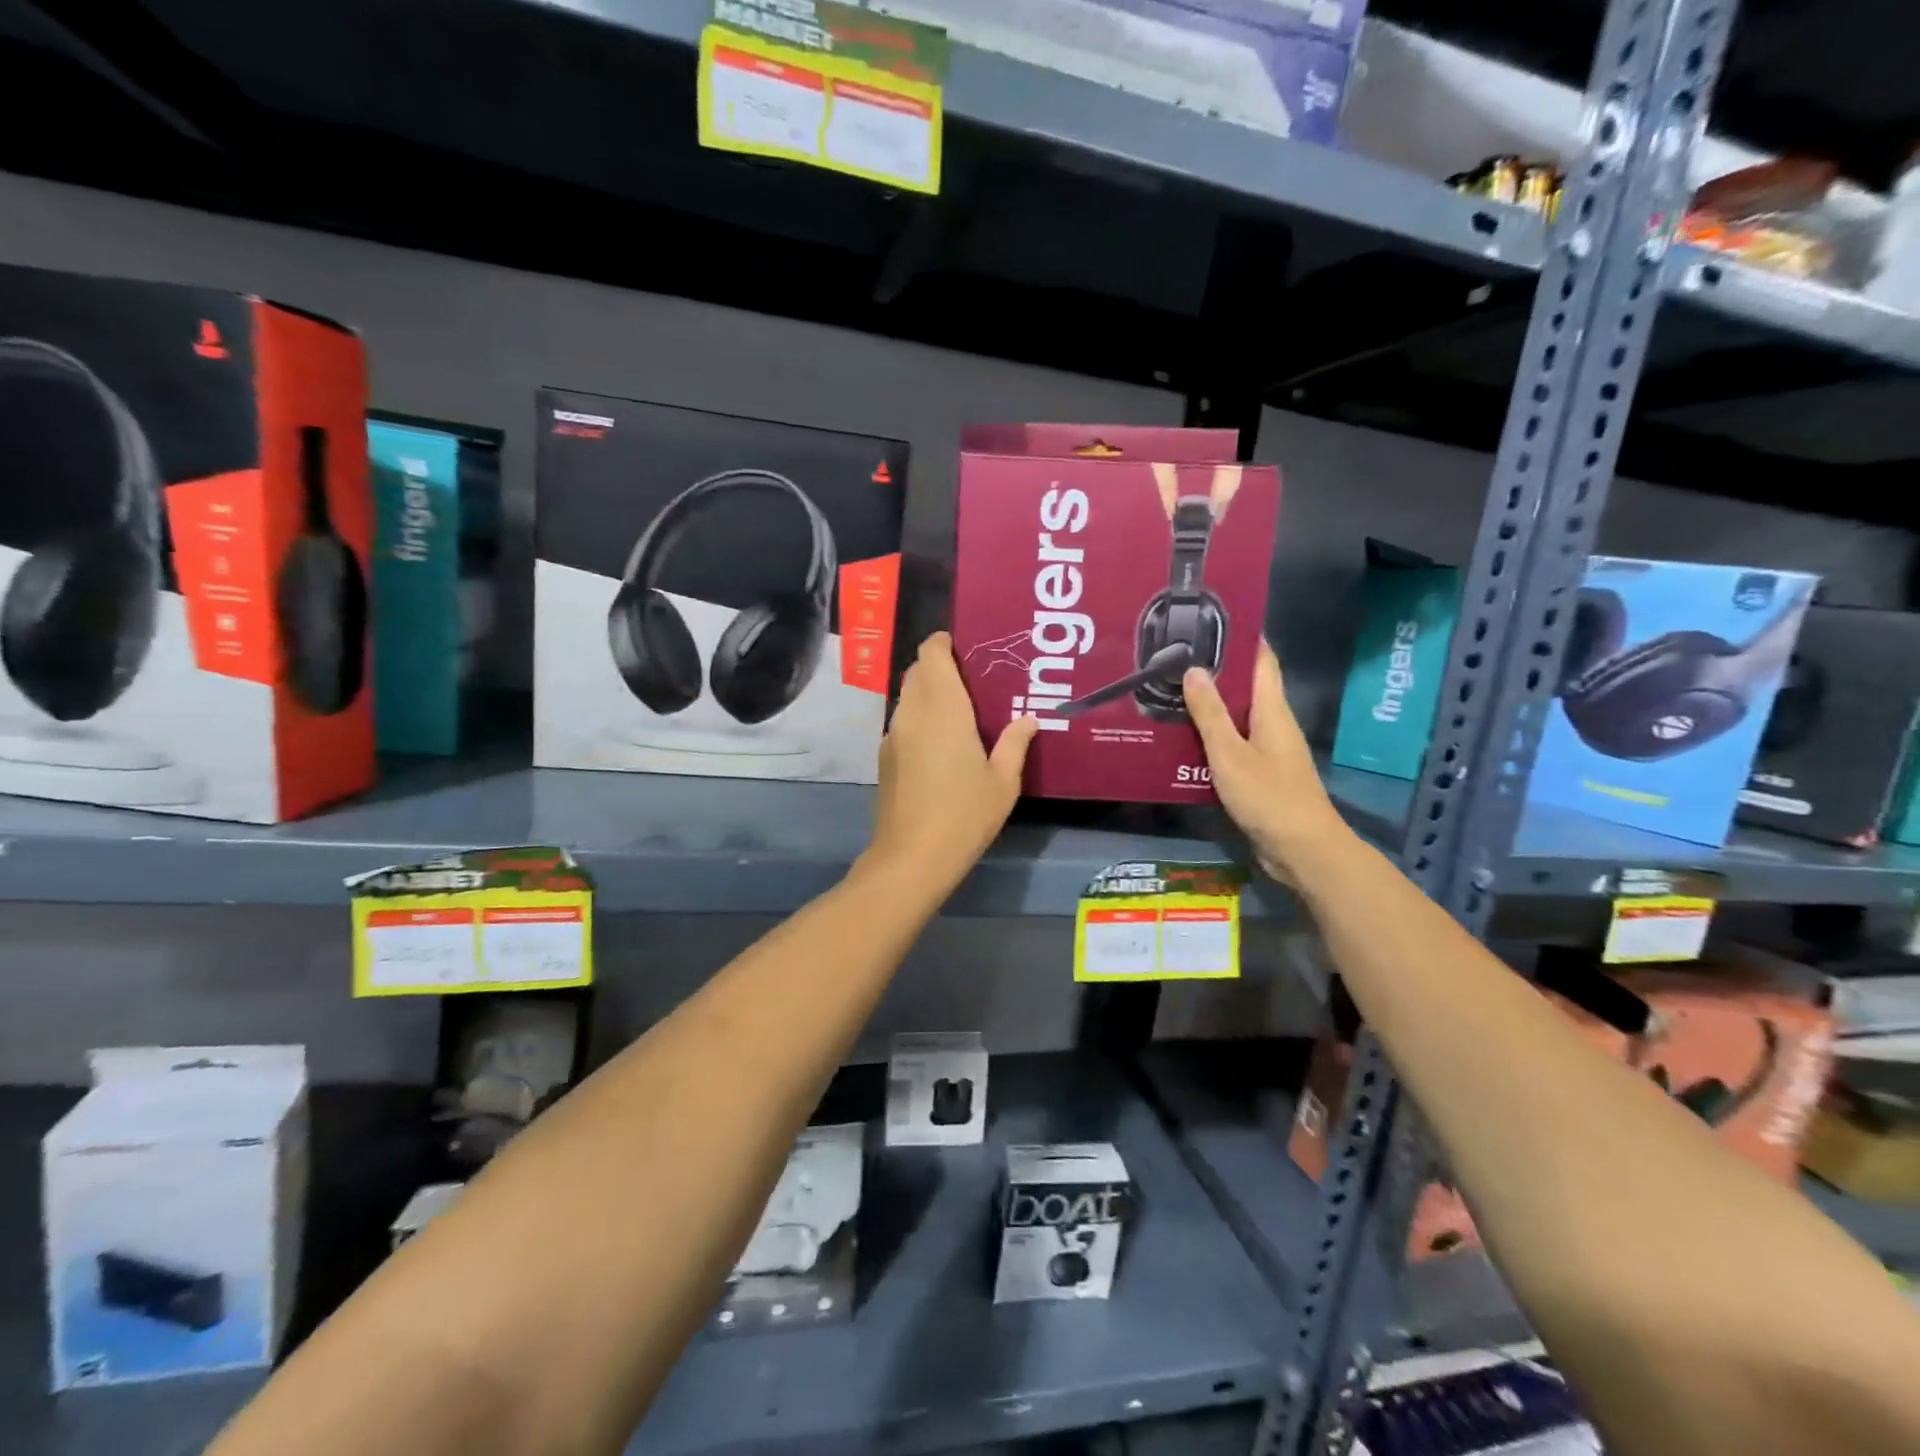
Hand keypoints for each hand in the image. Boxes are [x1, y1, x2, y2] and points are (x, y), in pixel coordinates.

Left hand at [865, 632, 1037, 890]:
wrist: (912, 857)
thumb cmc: (964, 815)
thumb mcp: (1003, 783)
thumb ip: (1015, 744)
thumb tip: (1028, 719)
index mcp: (943, 709)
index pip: (931, 654)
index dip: (944, 643)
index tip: (966, 648)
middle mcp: (912, 713)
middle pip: (918, 671)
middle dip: (940, 666)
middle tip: (973, 679)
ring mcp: (893, 735)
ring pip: (908, 696)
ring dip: (929, 692)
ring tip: (960, 709)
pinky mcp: (885, 757)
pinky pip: (903, 721)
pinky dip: (920, 717)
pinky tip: (941, 742)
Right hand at [1183, 643, 1351, 883]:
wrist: (1301, 850)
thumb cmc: (1269, 796)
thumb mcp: (1231, 753)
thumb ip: (1210, 714)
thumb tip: (1194, 669)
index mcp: (1272, 711)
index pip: (1262, 662)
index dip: (1243, 639)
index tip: (1212, 621)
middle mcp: (1273, 725)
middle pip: (1245, 688)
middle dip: (1214, 672)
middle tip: (1173, 659)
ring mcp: (1268, 752)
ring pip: (1235, 718)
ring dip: (1208, 707)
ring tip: (1168, 695)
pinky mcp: (1259, 776)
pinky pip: (1231, 746)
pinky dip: (1209, 738)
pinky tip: (1181, 741)